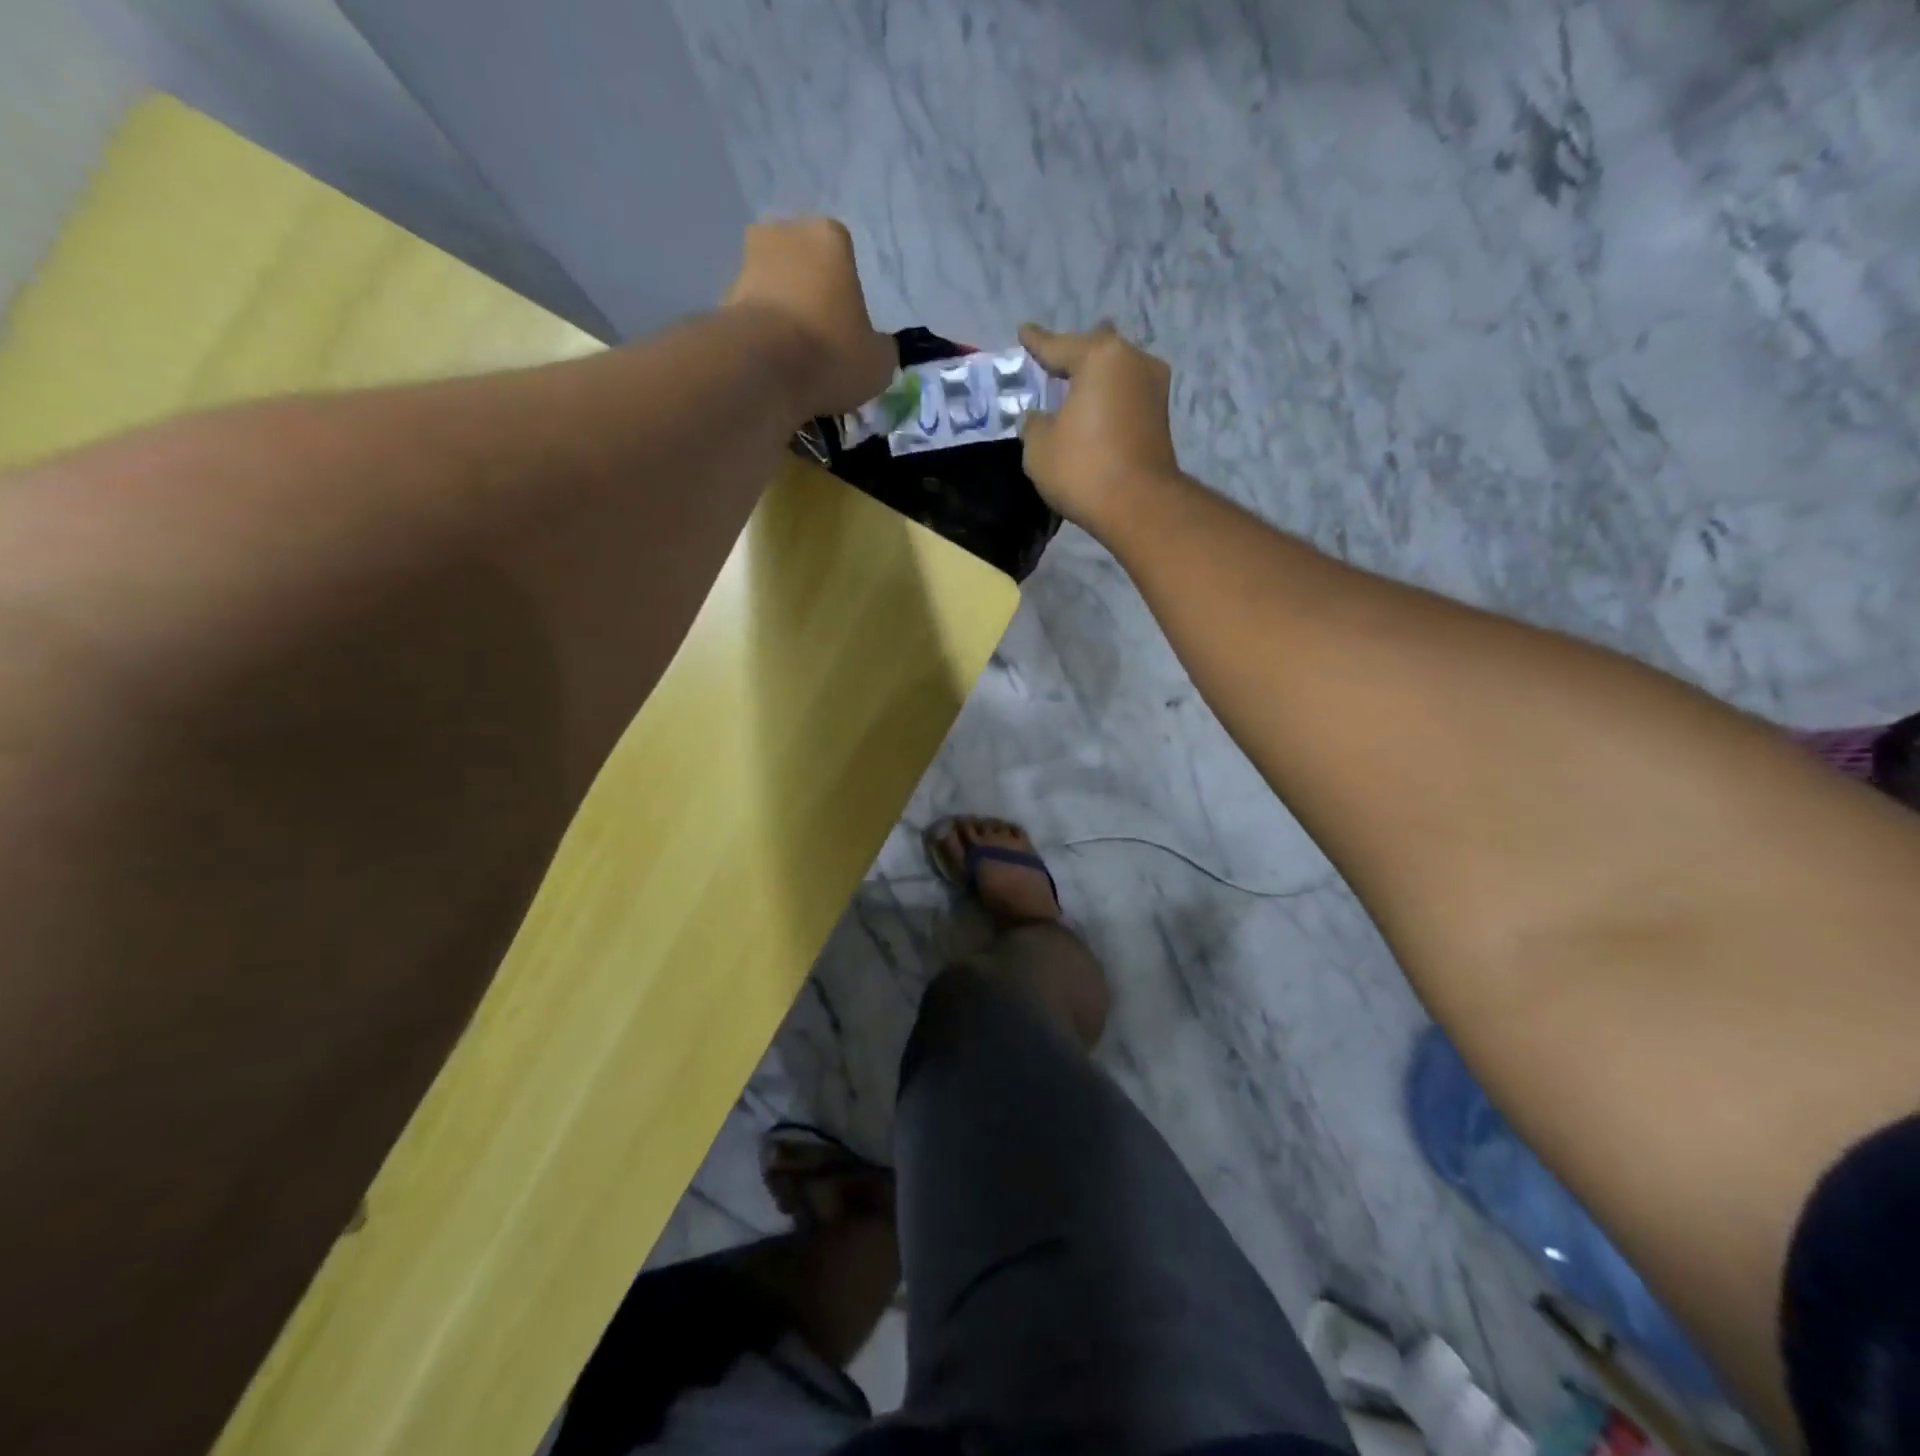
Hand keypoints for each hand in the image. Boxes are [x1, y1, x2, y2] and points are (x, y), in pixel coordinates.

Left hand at [725, 218, 896, 418]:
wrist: (763, 369)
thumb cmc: (831, 353)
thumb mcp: (879, 362)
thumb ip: (881, 349)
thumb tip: (876, 349)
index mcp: (829, 238)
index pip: (843, 255)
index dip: (847, 292)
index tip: (848, 328)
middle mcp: (784, 235)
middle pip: (803, 266)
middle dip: (810, 297)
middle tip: (821, 343)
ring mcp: (747, 263)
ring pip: (774, 290)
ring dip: (783, 317)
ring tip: (795, 365)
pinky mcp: (721, 298)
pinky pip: (752, 317)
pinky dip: (761, 338)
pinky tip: (772, 370)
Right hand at [1018, 323, 1180, 534]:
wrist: (1138, 506)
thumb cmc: (1082, 468)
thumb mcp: (1039, 447)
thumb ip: (1034, 424)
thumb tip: (1041, 418)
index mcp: (1099, 356)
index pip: (1058, 346)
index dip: (1036, 342)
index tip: (1024, 332)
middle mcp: (1133, 360)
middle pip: (1095, 351)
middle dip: (1075, 356)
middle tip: (1054, 363)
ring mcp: (1154, 387)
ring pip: (1115, 373)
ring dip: (1095, 381)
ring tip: (1075, 389)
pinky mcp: (1161, 416)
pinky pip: (1126, 397)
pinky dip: (1108, 401)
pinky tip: (1094, 411)